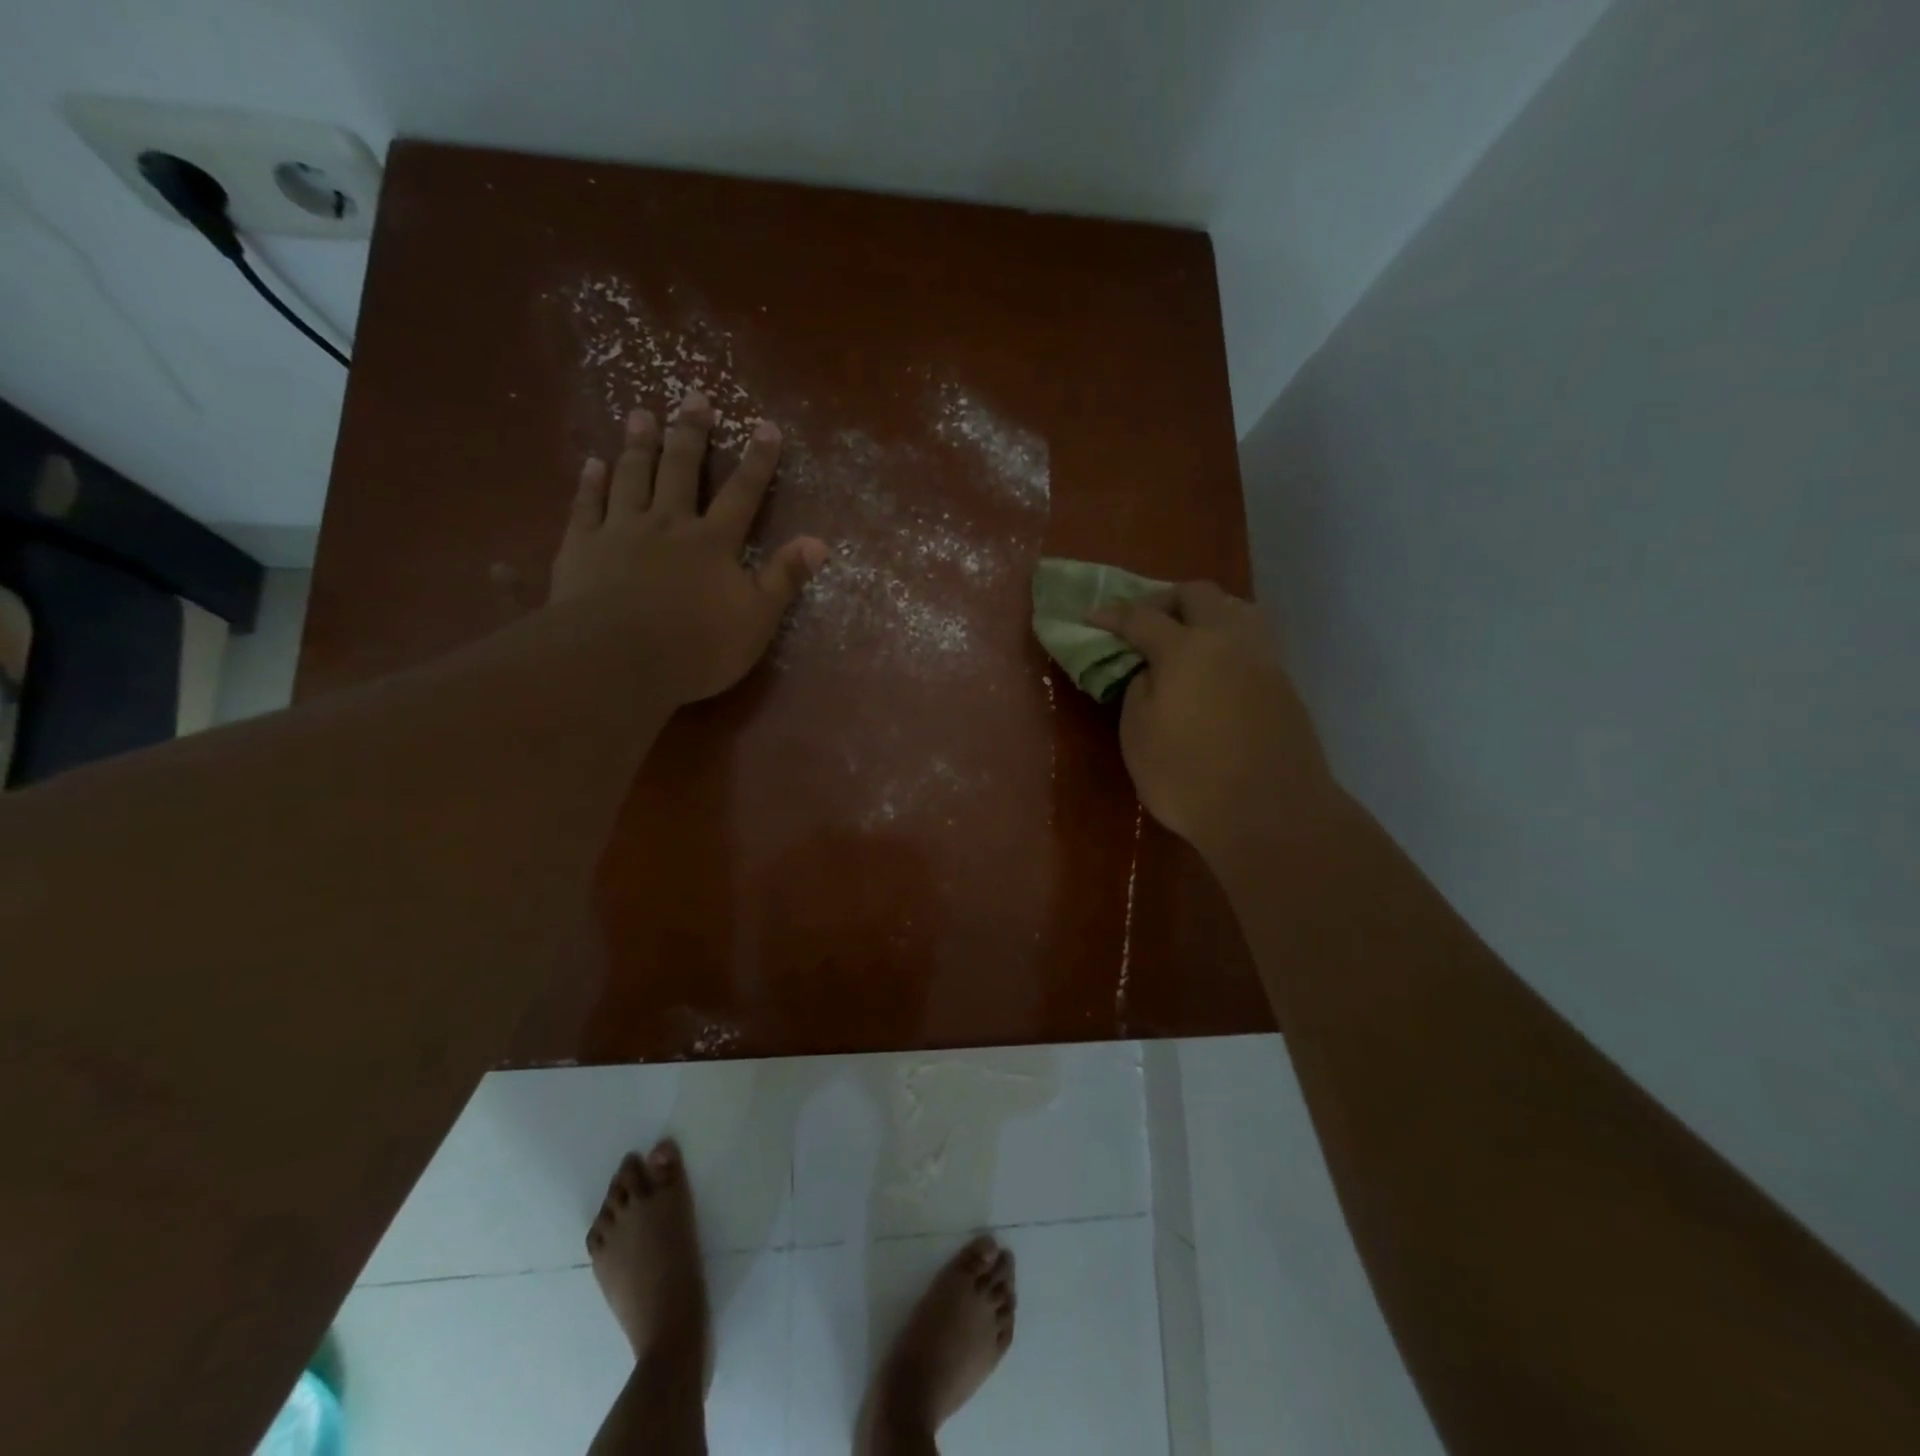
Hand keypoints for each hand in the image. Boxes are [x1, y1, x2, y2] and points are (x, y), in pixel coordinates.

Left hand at [549, 390, 826, 706]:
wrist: (617, 660)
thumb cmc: (697, 646)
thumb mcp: (757, 619)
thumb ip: (785, 578)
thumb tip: (819, 542)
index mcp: (713, 543)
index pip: (742, 494)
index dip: (757, 461)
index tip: (766, 426)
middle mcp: (668, 524)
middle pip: (681, 470)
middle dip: (691, 434)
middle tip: (694, 397)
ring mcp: (620, 531)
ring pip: (632, 477)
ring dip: (639, 445)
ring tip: (642, 414)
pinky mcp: (581, 547)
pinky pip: (586, 506)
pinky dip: (590, 483)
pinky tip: (593, 463)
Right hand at [1090, 582, 1338, 863]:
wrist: (1270, 813)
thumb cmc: (1188, 778)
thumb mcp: (1137, 735)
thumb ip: (1138, 690)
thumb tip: (1152, 671)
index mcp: (1184, 649)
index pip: (1141, 616)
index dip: (1112, 615)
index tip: (1092, 617)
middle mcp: (1227, 639)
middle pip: (1197, 594)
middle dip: (1165, 600)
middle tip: (1144, 623)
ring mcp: (1262, 658)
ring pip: (1235, 608)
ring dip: (1205, 612)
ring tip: (1185, 637)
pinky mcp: (1283, 682)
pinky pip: (1252, 639)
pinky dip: (1227, 638)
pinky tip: (1216, 667)